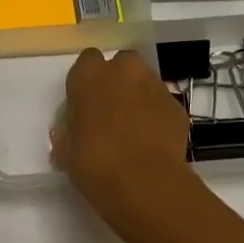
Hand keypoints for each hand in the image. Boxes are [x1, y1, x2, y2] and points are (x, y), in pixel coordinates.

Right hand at [52, 48, 190, 209]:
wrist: (143, 181)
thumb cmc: (93, 162)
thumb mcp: (66, 150)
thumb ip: (69, 133)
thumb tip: (72, 136)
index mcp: (88, 75)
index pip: (87, 61)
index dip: (87, 81)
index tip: (85, 103)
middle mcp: (122, 71)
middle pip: (121, 64)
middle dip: (118, 81)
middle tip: (110, 110)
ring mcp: (154, 85)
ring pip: (145, 82)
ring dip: (139, 98)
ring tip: (133, 129)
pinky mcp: (177, 106)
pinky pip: (162, 105)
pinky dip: (157, 117)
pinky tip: (152, 141)